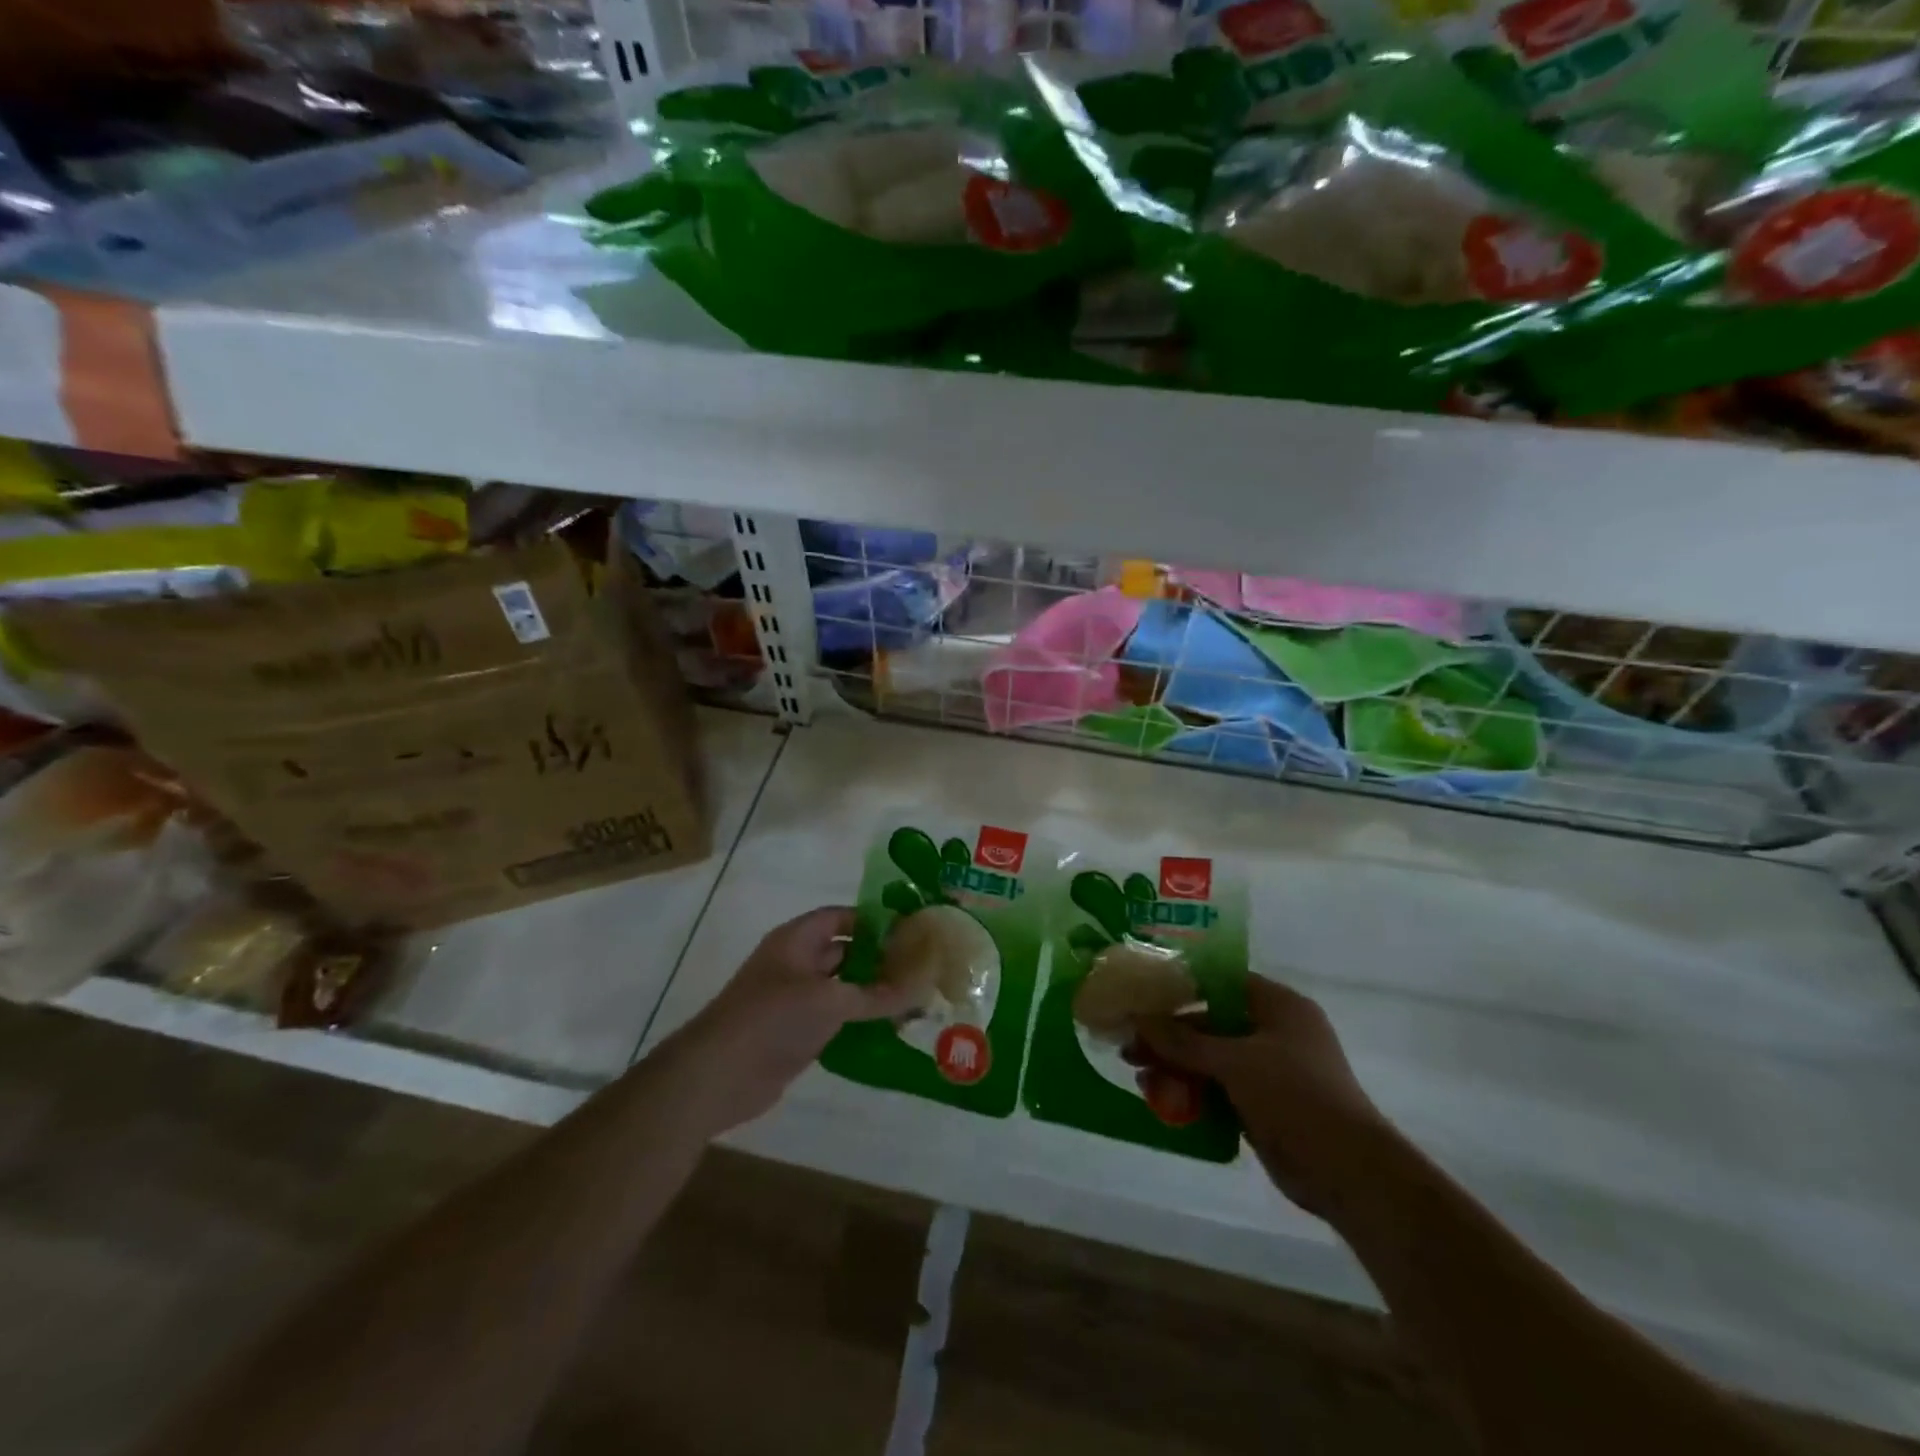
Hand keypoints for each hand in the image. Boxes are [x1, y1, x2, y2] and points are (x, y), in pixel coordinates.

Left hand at [658, 907, 919, 1134]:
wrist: (718, 1075)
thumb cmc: (772, 1019)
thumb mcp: (829, 1001)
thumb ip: (876, 994)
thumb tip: (921, 986)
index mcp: (797, 940)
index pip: (841, 917)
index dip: (874, 920)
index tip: (911, 930)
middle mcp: (796, 964)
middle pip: (845, 952)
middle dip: (880, 959)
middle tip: (922, 968)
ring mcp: (796, 1000)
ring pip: (843, 988)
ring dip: (873, 994)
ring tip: (916, 1000)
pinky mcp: (797, 1033)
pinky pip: (836, 1019)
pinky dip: (860, 1022)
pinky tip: (891, 1031)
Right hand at [1139, 976, 1394, 1218]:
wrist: (1349, 1172)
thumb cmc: (1295, 1096)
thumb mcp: (1234, 1061)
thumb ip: (1183, 1041)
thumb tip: (1137, 1020)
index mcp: (1278, 1005)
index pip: (1220, 982)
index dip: (1181, 987)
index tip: (1143, 997)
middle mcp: (1274, 1032)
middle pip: (1211, 1023)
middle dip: (1171, 1035)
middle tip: (1131, 1045)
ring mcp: (1270, 1071)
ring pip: (1211, 1058)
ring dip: (1177, 1066)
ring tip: (1140, 1076)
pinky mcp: (1264, 1105)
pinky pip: (1219, 1089)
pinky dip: (1193, 1092)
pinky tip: (1162, 1101)